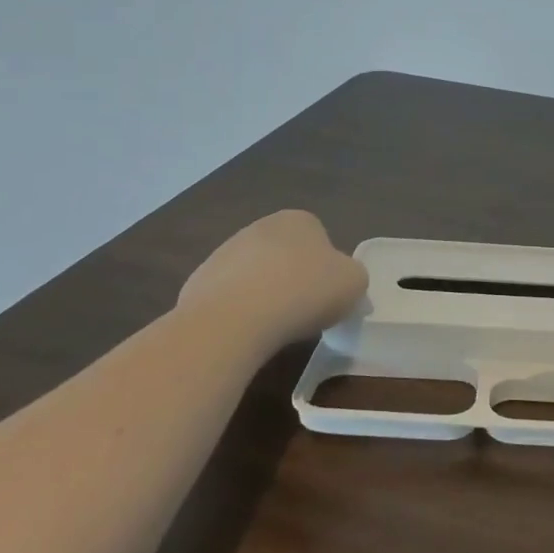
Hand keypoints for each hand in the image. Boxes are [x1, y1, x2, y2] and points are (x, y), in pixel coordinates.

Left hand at [178, 209, 367, 340]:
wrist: (235, 318)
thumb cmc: (305, 291)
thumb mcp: (354, 283)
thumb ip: (353, 277)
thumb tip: (343, 283)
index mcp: (299, 220)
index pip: (320, 238)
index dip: (328, 269)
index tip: (329, 295)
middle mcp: (259, 227)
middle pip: (285, 255)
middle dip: (294, 279)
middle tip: (305, 312)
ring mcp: (224, 253)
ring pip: (256, 276)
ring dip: (265, 295)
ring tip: (275, 327)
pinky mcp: (199, 282)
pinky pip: (229, 298)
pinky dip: (239, 313)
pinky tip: (246, 332)